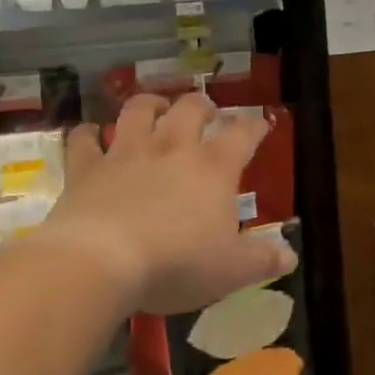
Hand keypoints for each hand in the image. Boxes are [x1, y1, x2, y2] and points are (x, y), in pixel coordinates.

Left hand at [29, 93, 293, 314]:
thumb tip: (290, 257)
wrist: (99, 262)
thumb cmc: (177, 263)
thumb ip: (263, 260)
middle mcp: (172, 148)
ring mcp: (125, 154)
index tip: (261, 125)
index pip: (242, 135)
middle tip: (207, 112)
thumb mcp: (232, 270)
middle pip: (190, 108)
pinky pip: (83, 140)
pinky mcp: (85, 169)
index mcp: (214, 168)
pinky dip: (87, 133)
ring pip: (138, 111)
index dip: (255, 127)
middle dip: (202, 106)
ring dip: (149, 104)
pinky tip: (89, 133)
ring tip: (156, 108)